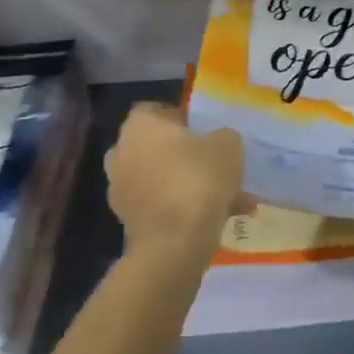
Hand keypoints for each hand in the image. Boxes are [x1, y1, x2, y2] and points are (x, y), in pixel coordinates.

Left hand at [103, 103, 243, 261]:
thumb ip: (223, 137)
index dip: (184, 118)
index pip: (157, 110)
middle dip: (187, 155)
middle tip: (218, 164)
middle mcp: (122, 153)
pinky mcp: (129, 222)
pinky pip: (163, 206)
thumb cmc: (197, 178)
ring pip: (164, 180)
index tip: (208, 131)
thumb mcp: (227, 145)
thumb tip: (218, 142)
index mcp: (139, 125)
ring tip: (231, 198)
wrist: (174, 243)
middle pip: (159, 147)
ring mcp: (122, 190)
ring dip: (191, 185)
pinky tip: (221, 218)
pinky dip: (186, 209)